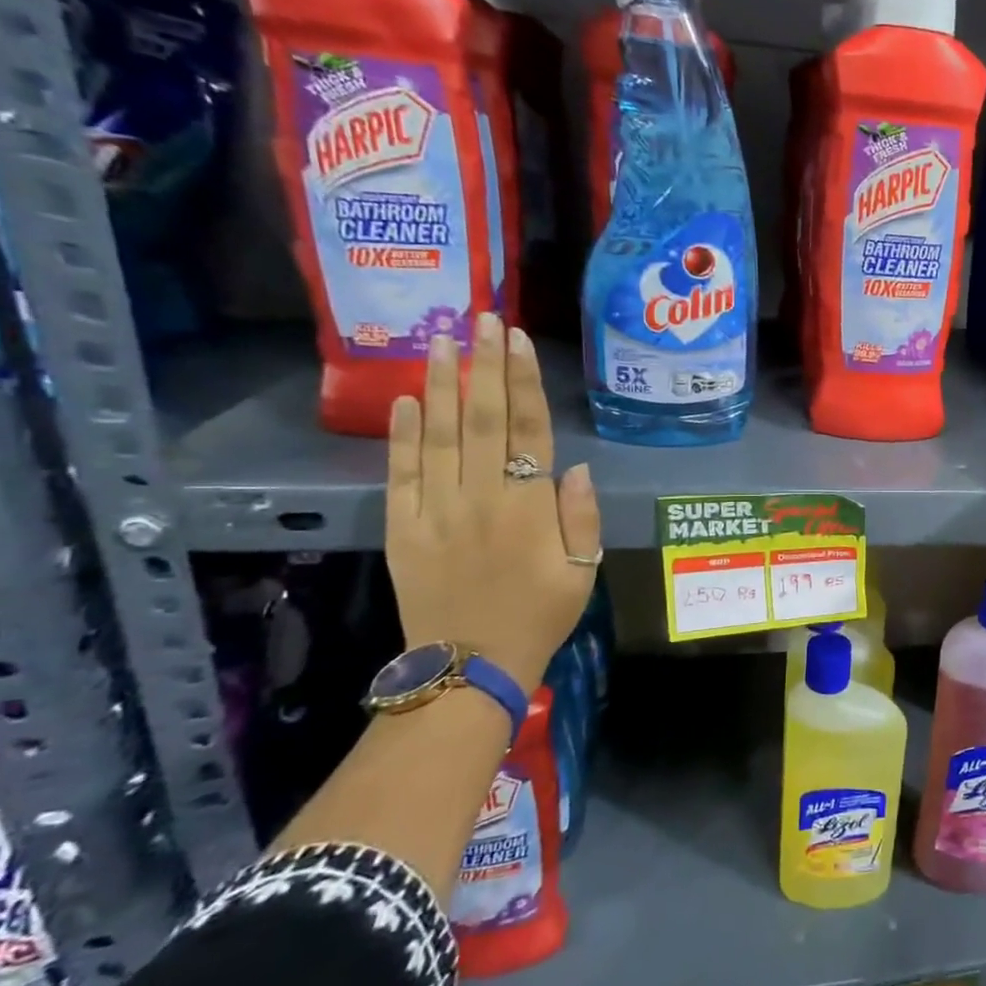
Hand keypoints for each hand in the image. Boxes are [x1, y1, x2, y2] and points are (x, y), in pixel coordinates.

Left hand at [385, 312, 600, 693]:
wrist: (470, 667)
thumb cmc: (540, 616)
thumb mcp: (584, 572)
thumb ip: (581, 517)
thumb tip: (575, 466)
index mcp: (530, 508)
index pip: (527, 430)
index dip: (523, 382)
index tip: (516, 340)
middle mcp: (482, 498)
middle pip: (481, 419)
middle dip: (483, 365)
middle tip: (480, 318)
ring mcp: (437, 510)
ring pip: (437, 435)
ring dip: (438, 384)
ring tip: (439, 340)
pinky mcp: (403, 527)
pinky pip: (402, 473)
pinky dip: (401, 435)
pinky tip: (403, 400)